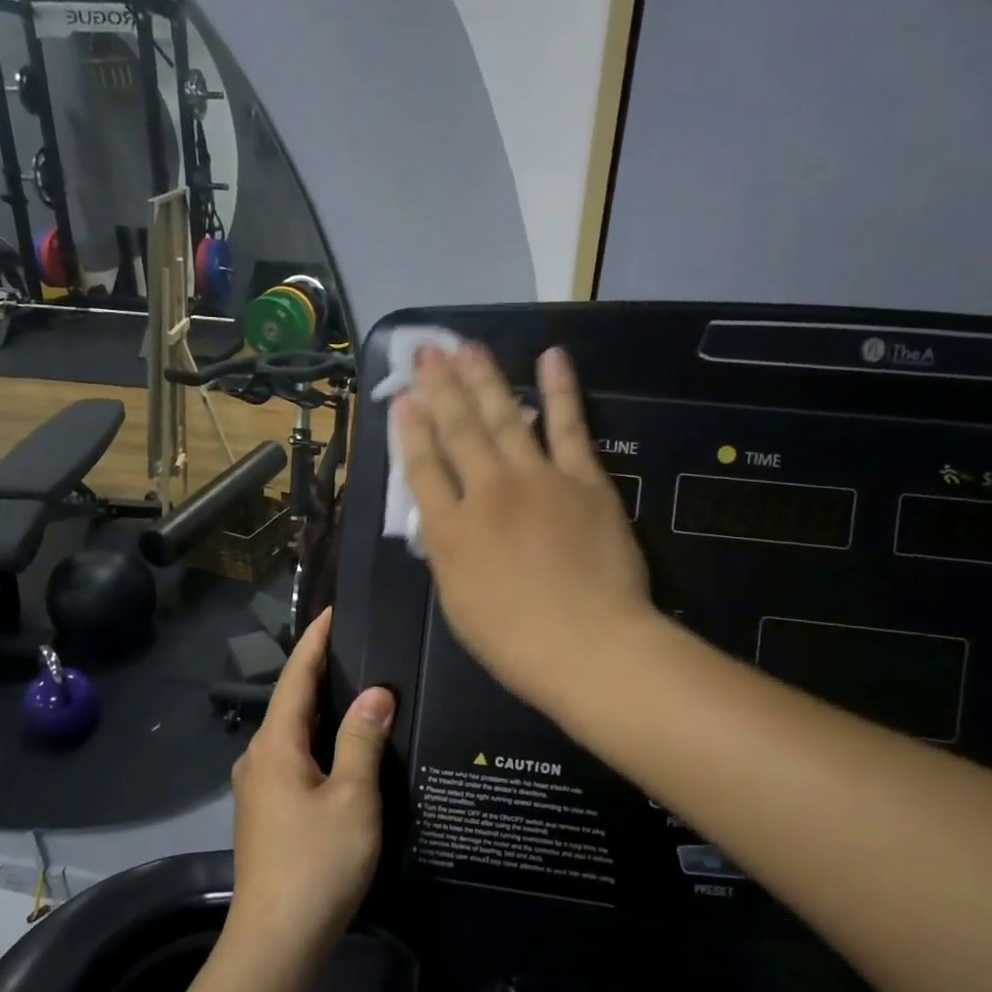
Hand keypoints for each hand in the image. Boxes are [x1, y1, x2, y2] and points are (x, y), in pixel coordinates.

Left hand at [227, 608, 392, 961]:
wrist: (276, 940)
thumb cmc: (318, 861)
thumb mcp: (353, 797)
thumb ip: (362, 739)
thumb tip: (375, 692)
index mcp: (275, 745)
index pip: (296, 677)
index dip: (315, 641)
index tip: (333, 611)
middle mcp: (257, 758)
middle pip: (290, 702)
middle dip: (319, 672)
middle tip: (357, 648)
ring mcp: (256, 787)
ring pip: (290, 733)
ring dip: (318, 709)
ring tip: (356, 691)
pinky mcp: (263, 812)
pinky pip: (291, 758)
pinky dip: (315, 740)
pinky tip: (340, 748)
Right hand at [394, 343, 653, 710]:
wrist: (588, 645)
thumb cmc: (514, 642)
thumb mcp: (458, 606)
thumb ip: (447, 555)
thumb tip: (441, 520)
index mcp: (449, 531)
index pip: (421, 468)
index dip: (409, 430)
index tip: (402, 399)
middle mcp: (486, 492)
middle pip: (458, 430)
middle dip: (440, 387)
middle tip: (428, 352)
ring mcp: (537, 480)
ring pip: (505, 416)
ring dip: (484, 378)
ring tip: (468, 346)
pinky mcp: (583, 480)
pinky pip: (569, 426)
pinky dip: (560, 390)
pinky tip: (551, 358)